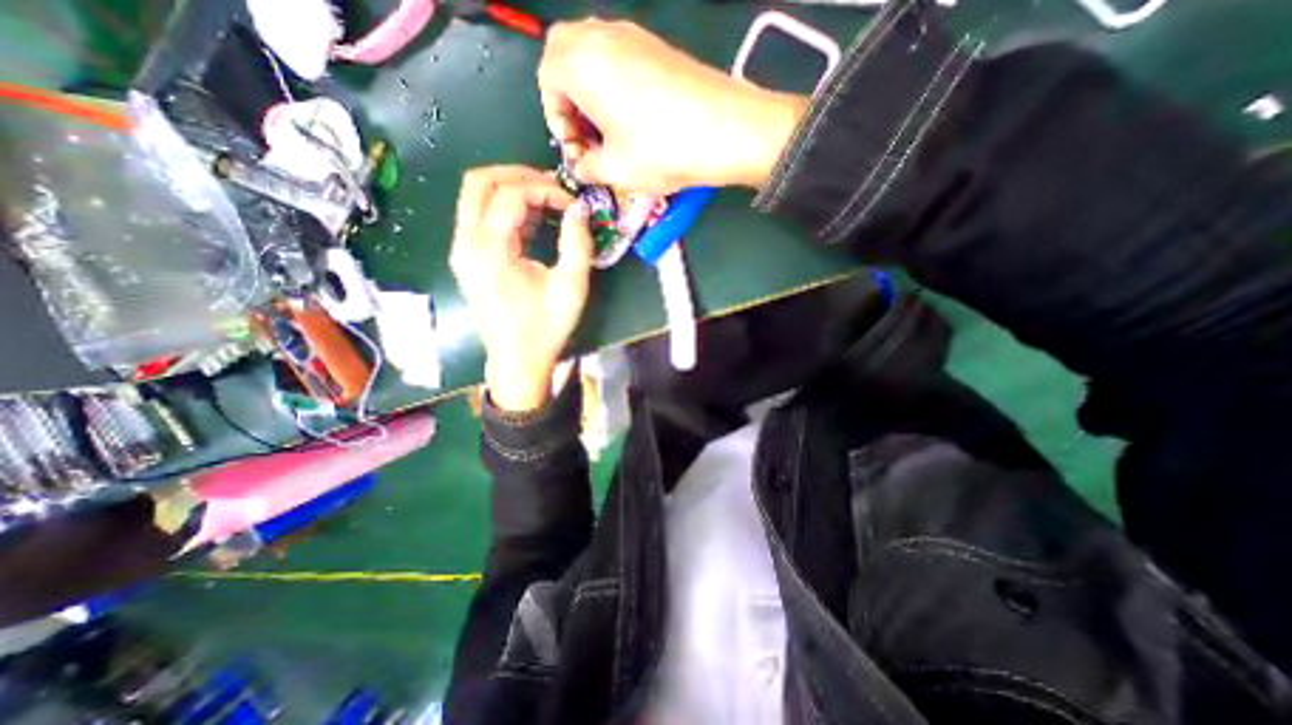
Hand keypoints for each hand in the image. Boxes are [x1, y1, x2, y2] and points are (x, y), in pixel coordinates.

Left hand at [450, 163, 595, 412]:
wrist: (517, 361)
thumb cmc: (545, 329)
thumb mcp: (571, 287)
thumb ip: (577, 244)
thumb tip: (580, 208)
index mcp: (489, 251)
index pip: (510, 194)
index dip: (546, 190)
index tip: (573, 206)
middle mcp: (466, 244)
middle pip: (479, 180)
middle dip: (520, 175)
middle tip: (554, 189)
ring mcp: (461, 250)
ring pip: (475, 194)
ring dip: (511, 189)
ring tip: (547, 203)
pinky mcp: (465, 258)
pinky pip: (478, 215)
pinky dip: (504, 207)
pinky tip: (531, 221)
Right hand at [539, 20, 805, 195]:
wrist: (729, 130)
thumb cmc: (664, 150)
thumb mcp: (616, 171)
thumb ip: (587, 169)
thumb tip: (581, 167)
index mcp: (583, 62)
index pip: (547, 78)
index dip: (555, 118)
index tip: (576, 147)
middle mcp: (604, 37)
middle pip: (564, 54)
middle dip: (567, 96)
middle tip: (585, 133)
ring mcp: (634, 37)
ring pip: (592, 53)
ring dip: (589, 89)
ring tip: (609, 130)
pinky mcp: (658, 47)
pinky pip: (618, 56)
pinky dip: (612, 83)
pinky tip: (632, 118)